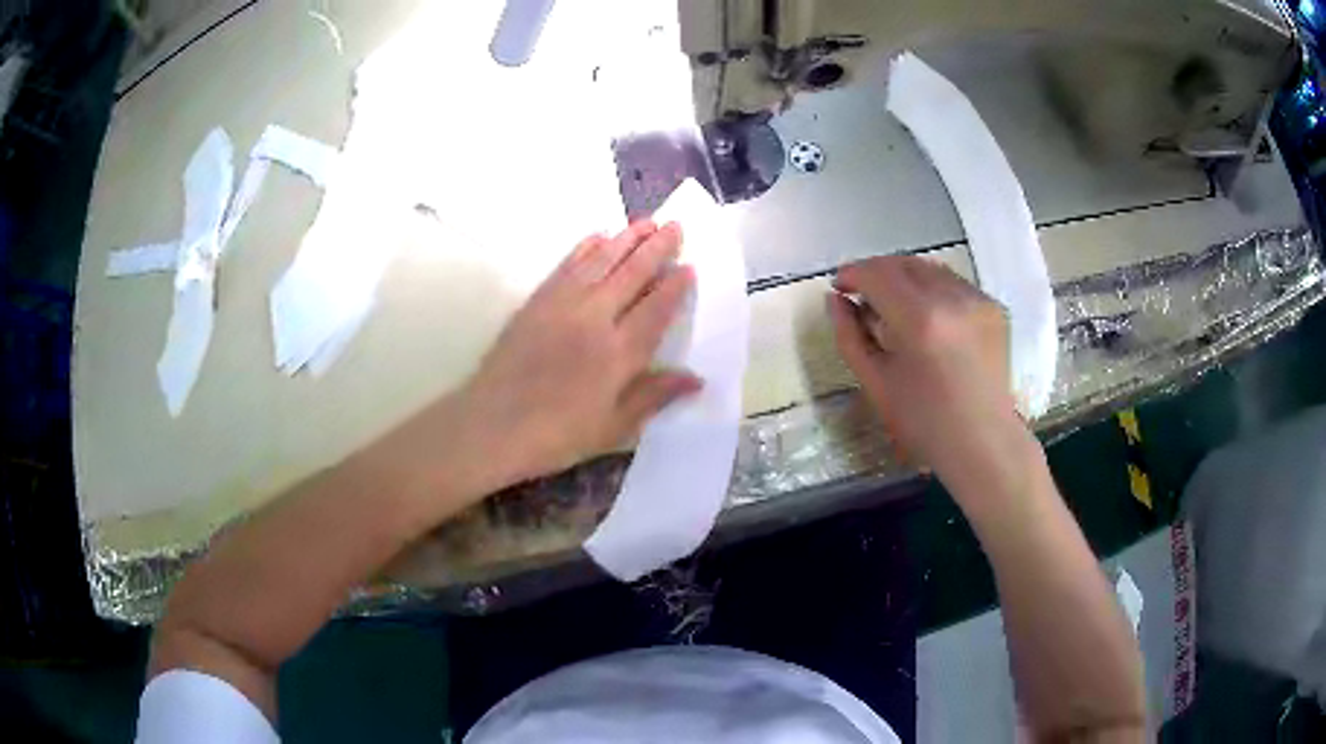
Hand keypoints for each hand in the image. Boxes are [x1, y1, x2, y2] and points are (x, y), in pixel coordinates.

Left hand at [461, 221, 700, 485]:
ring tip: (645, 222)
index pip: (655, 310)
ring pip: (601, 261)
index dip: (674, 287)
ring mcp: (562, 305)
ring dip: (625, 238)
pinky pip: (567, 265)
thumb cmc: (557, 436)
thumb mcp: (613, 429)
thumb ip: (653, 397)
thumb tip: (696, 378)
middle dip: (656, 248)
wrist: (492, 426)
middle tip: (675, 226)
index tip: (689, 267)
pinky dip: (585, 248)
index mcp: (618, 354)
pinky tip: (598, 236)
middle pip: (632, 274)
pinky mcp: (537, 301)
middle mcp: (594, 319)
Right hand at [828, 255, 1023, 478]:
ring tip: (895, 308)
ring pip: (930, 269)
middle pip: (904, 263)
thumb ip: (849, 336)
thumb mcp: (875, 383)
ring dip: (906, 279)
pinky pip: (954, 284)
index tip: (840, 287)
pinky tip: (929, 320)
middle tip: (863, 297)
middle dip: (878, 273)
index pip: (877, 274)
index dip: (853, 274)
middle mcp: (952, 298)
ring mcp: (977, 299)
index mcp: (919, 320)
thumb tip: (835, 299)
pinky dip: (933, 291)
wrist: (983, 443)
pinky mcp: (994, 307)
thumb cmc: (924, 423)